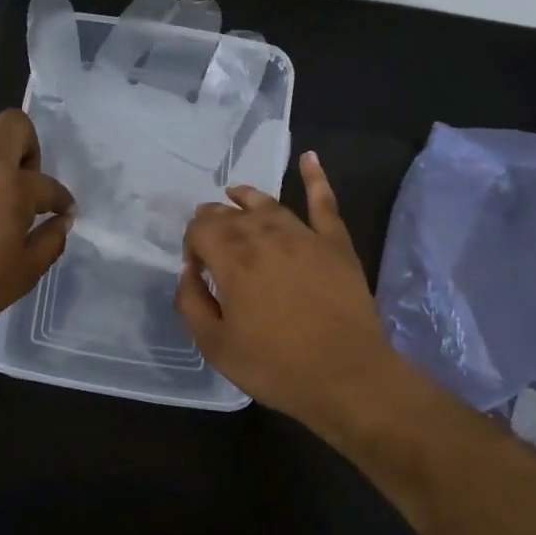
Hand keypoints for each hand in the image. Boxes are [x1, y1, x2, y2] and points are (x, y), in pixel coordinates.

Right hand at [176, 152, 398, 427]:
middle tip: (209, 236)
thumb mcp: (215, 346)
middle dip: (214, 220)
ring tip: (234, 193)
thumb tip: (188, 274)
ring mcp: (304, 235)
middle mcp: (265, 235)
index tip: (196, 269)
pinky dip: (315, 178)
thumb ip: (191, 304)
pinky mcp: (335, 244)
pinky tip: (309, 157)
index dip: (192, 243)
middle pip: (231, 214)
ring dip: (247, 197)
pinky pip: (324, 203)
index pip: (201, 228)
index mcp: (232, 257)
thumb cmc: (275, 366)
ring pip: (268, 204)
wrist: (346, 377)